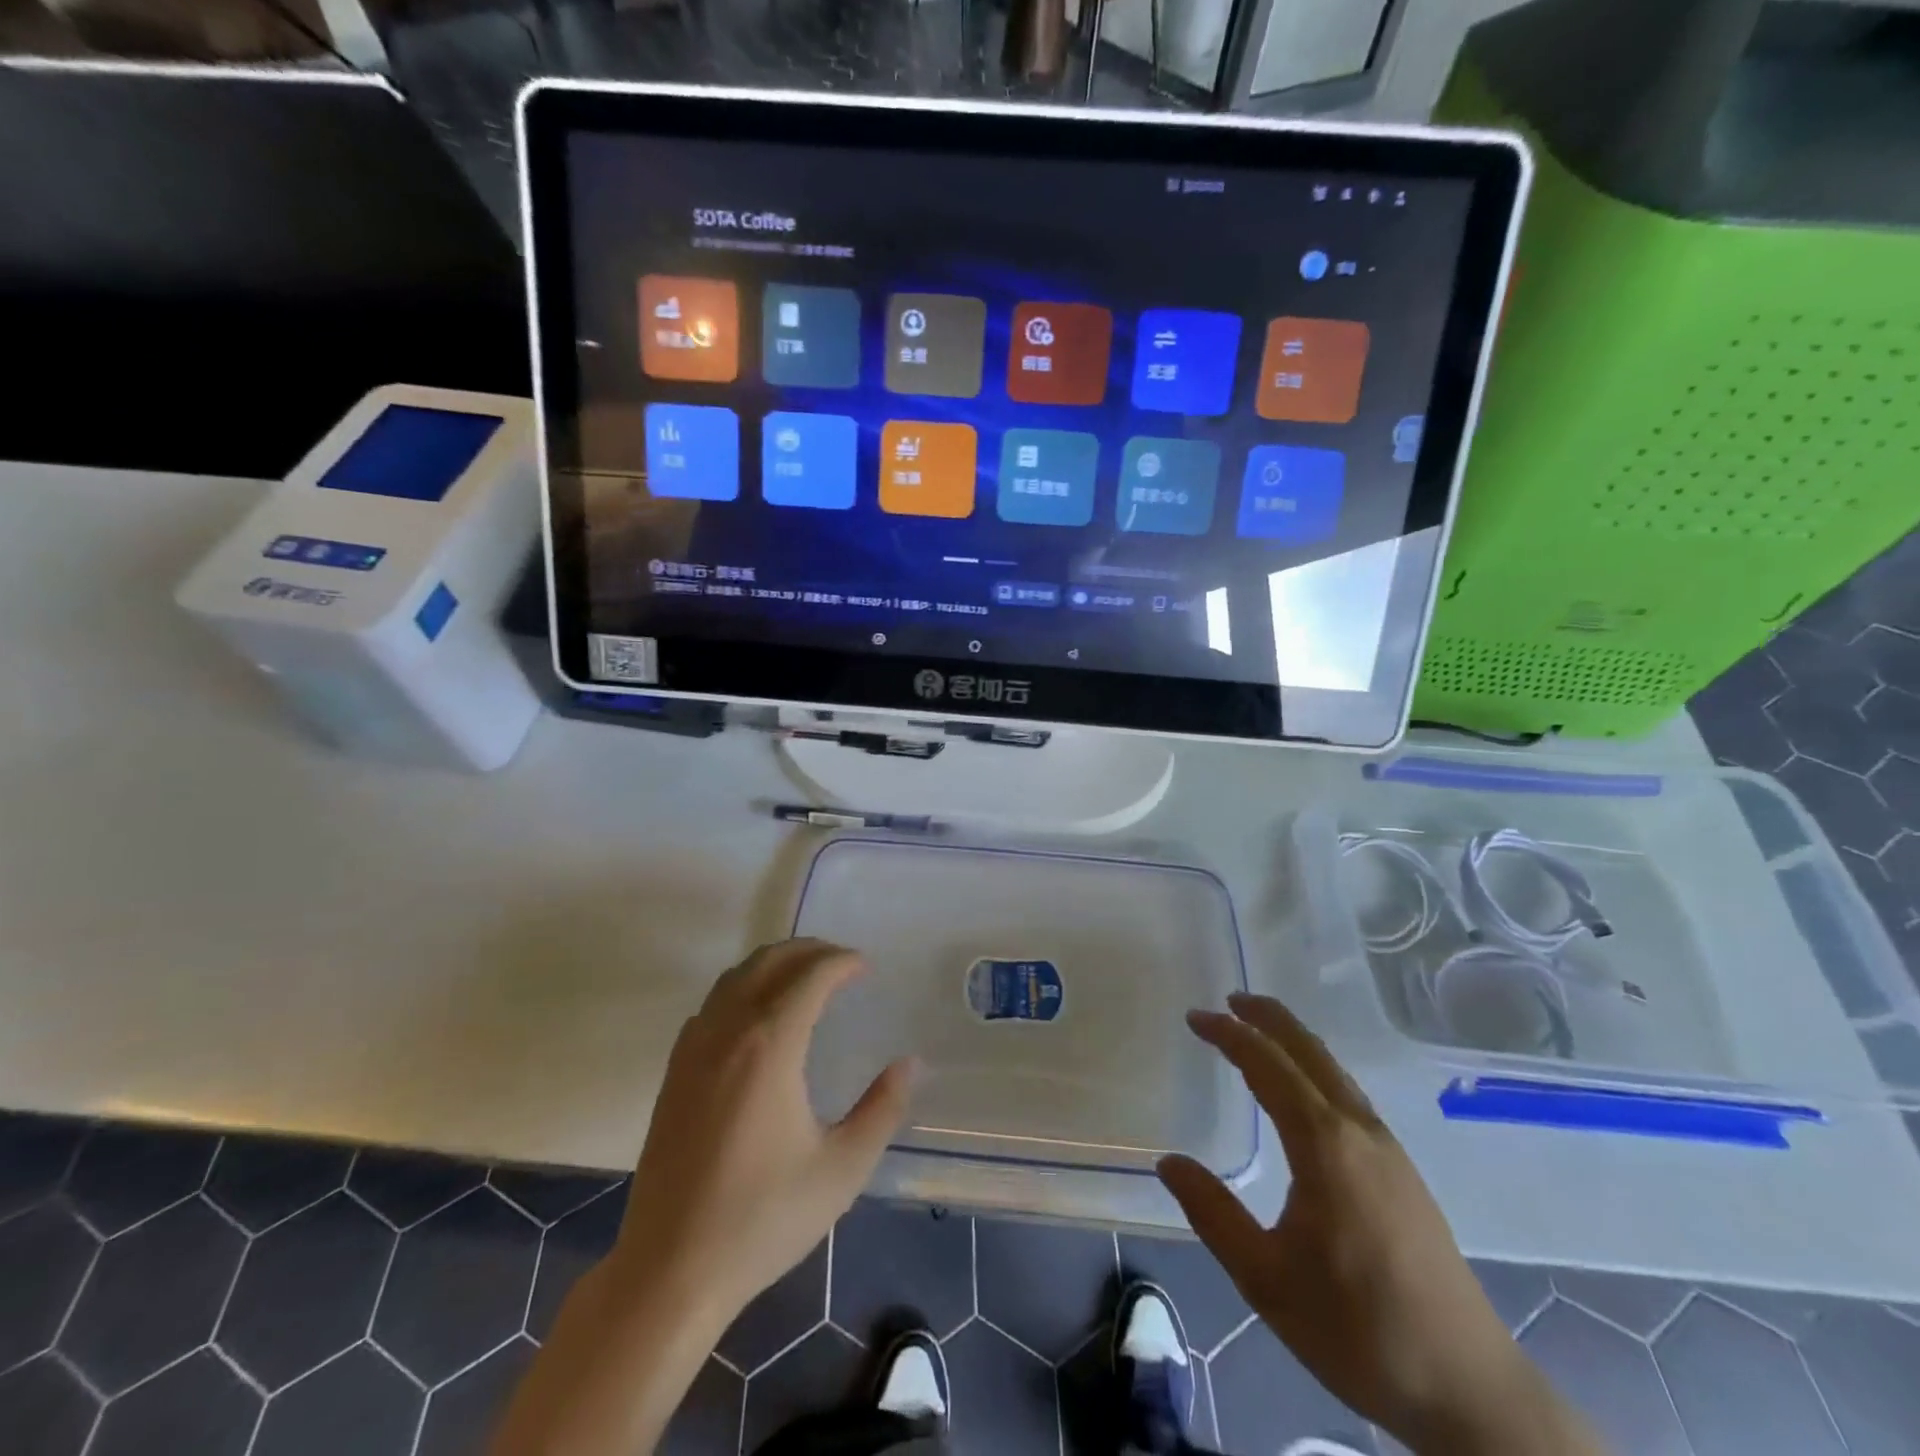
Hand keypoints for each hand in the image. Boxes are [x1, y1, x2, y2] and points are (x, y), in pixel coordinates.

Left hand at [490, 940, 910, 1455]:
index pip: (809, 976)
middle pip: (769, 962)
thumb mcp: (841, 1169)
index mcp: (769, 1046)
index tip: (866, 967)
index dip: (841, 962)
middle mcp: (728, 1032)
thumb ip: (882, 1110)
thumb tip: (909, 1064)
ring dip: (773, 964)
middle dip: (809, 951)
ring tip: (805, 978)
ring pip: (735, 977)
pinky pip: (712, 1004)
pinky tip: (757, 1017)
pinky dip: (742, 988)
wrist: (670, 1272)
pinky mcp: (674, 1073)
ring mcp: (693, 1050)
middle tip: (842, 964)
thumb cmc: (763, 1219)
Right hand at [1159, 993, 1602, 1454]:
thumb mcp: (1266, 1279)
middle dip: (1269, 1018)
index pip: (1267, 1065)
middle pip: (1309, 1051)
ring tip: (1260, 1030)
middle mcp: (1359, 1130)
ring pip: (1334, 1071)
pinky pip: (1348, 1094)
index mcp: (1324, 1144)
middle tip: (1230, 999)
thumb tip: (1168, 1161)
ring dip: (1294, 1040)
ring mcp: (1389, 1149)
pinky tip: (1306, 1089)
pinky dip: (1316, 1068)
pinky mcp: (1403, 1172)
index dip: (1229, 1035)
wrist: (1470, 1391)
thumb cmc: (1359, 1331)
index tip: (1195, 1017)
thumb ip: (1212, 1213)